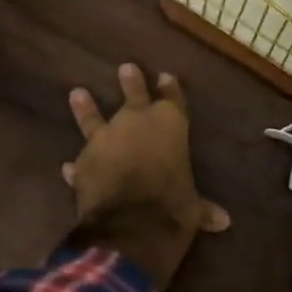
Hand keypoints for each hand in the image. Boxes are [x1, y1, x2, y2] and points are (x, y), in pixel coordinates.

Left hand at [62, 63, 229, 290]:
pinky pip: (80, 161)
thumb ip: (202, 208)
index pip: (172, 99)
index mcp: (170, 124)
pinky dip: (77, 165)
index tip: (166, 76)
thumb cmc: (173, 206)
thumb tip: (224, 221)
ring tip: (77, 93)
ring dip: (86, 107)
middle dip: (131, 83)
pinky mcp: (83, 162)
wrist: (130, 224)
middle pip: (134, 96)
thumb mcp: (193, 207)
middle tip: (125, 67)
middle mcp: (136, 122)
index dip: (170, 88)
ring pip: (94, 118)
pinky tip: (68, 167)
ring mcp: (105, 139)